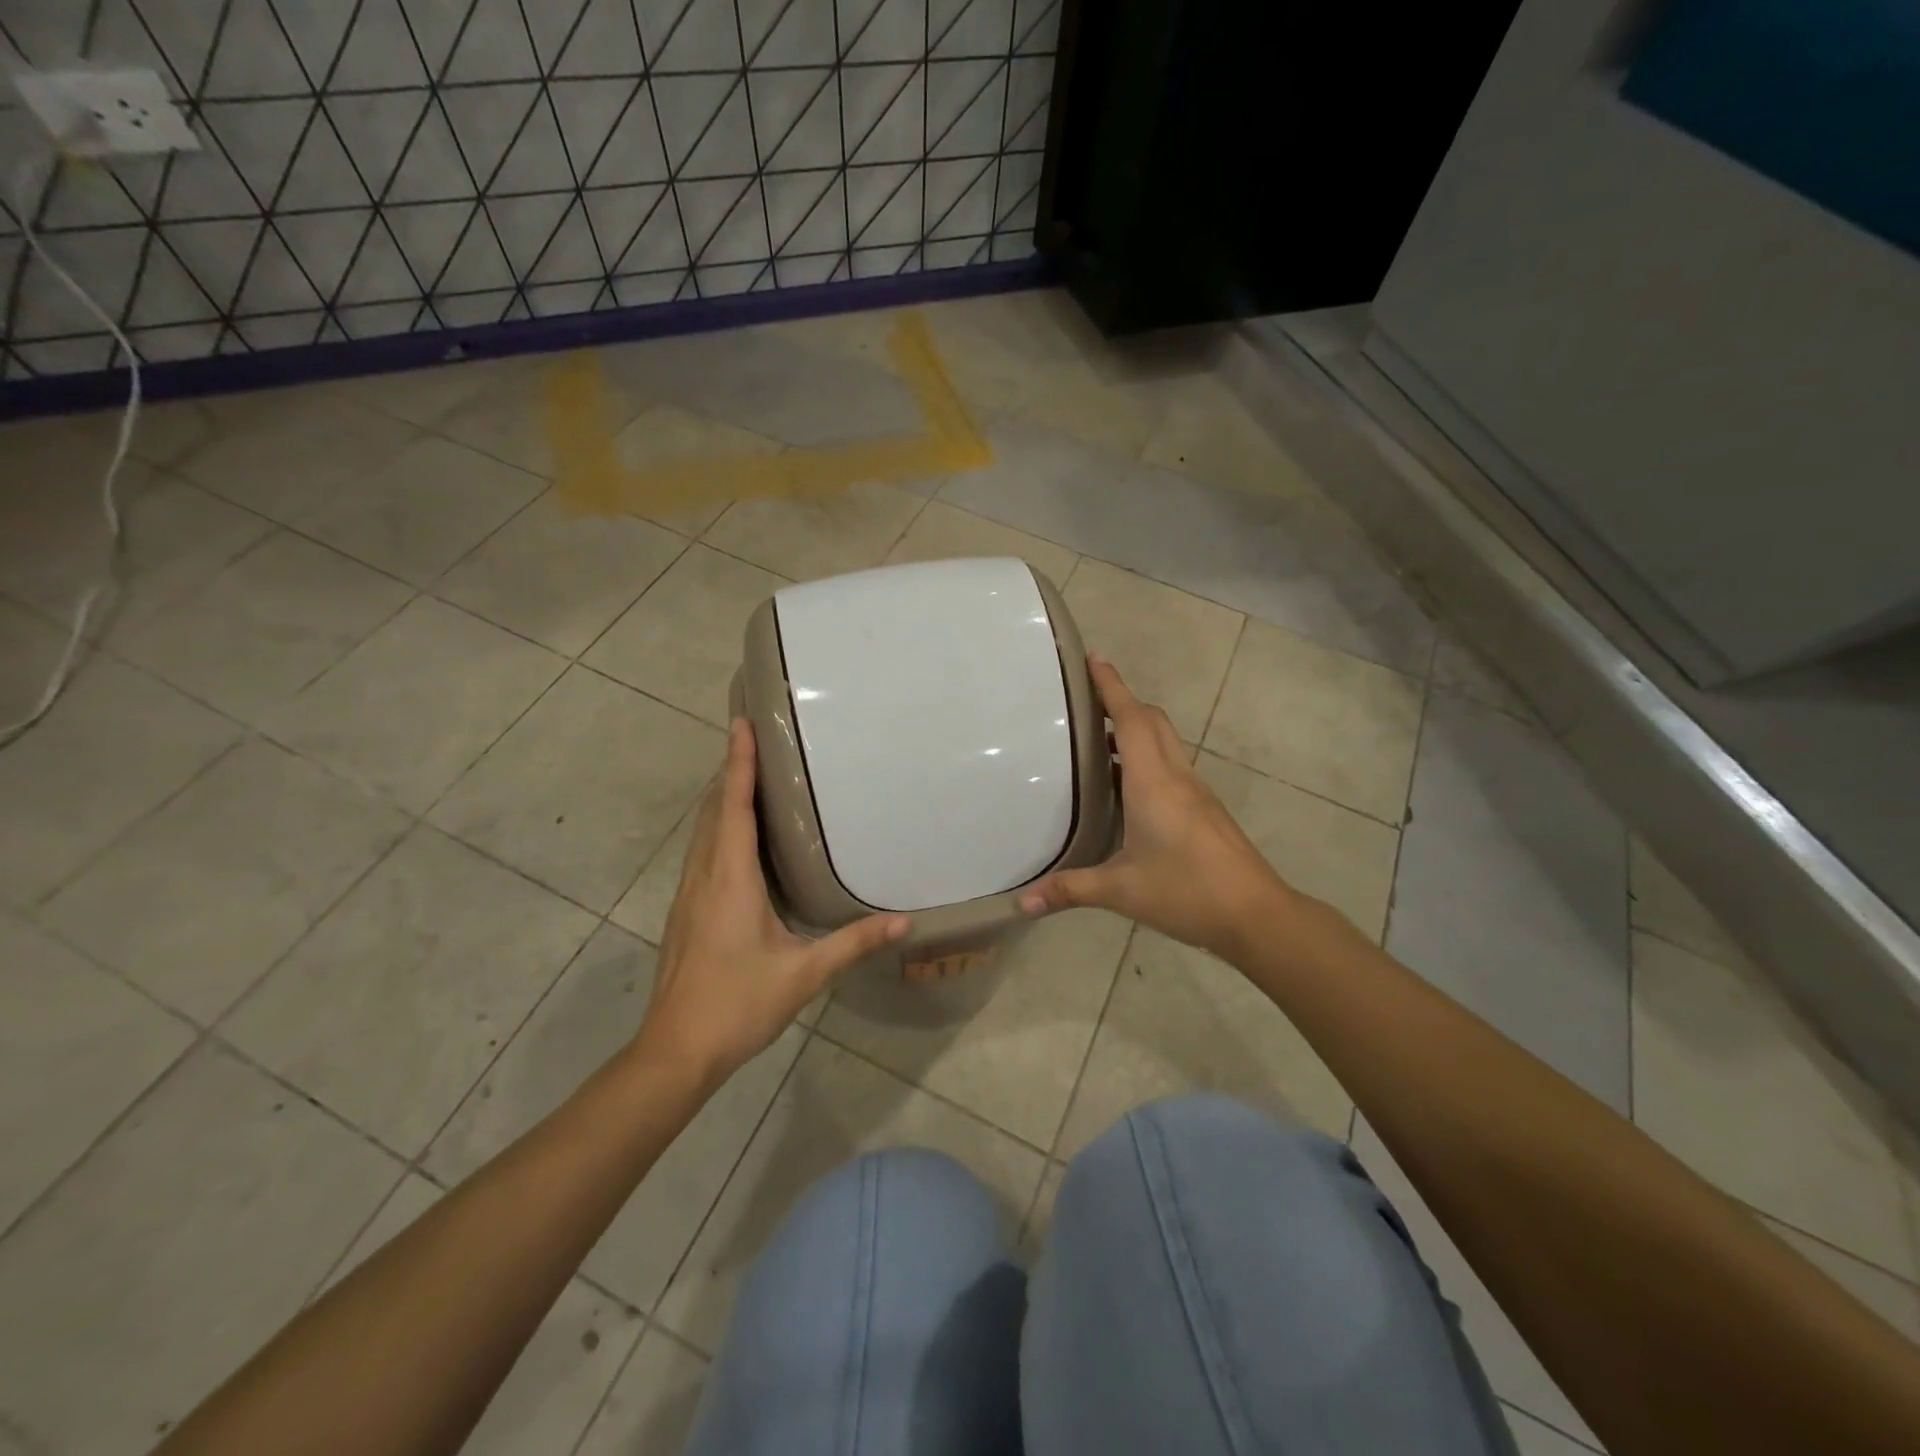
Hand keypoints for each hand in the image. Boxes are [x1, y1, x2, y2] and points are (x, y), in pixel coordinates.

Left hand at [638, 720, 909, 1086]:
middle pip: (714, 808)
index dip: (738, 762)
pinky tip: (736, 834)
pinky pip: (702, 850)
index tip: (741, 722)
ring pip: (703, 829)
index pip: (733, 806)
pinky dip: (718, 824)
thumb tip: (905, 922)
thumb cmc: (738, 1005)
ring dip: (723, 795)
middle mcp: (704, 875)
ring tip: (749, 772)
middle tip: (754, 736)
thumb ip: (854, 943)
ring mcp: (689, 892)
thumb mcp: (804, 974)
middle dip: (731, 768)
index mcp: (730, 878)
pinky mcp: (686, 909)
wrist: (675, 1050)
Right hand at [1020, 657, 1290, 958]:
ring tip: (1100, 740)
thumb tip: (1022, 904)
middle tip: (1087, 699)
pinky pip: (1172, 765)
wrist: (1256, 915)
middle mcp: (1176, 777)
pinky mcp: (1205, 810)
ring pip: (1165, 742)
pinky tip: (1128, 786)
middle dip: (1123, 701)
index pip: (1131, 720)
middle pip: (1152, 721)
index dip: (1112, 686)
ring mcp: (1195, 792)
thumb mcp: (1121, 891)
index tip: (1094, 658)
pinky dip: (1148, 757)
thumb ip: (1069, 890)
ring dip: (1136, 729)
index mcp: (1153, 782)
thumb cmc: (1186, 891)